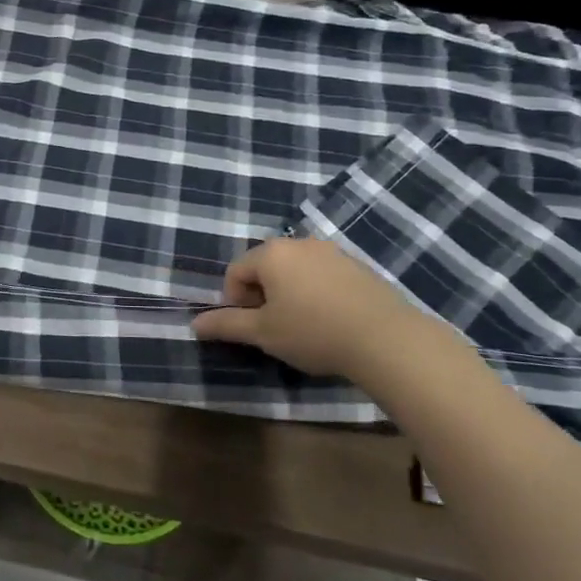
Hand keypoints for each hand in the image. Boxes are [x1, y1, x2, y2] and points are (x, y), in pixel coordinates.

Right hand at [191, 237, 423, 379]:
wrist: (386, 338)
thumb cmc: (313, 332)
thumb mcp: (263, 333)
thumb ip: (227, 325)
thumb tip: (195, 325)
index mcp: (271, 254)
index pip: (235, 272)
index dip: (234, 302)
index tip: (252, 328)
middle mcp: (299, 243)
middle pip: (265, 267)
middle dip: (262, 296)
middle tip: (275, 328)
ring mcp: (331, 251)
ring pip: (295, 271)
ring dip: (289, 294)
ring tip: (303, 326)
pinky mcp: (356, 265)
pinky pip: (322, 275)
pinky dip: (316, 293)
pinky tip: (330, 321)